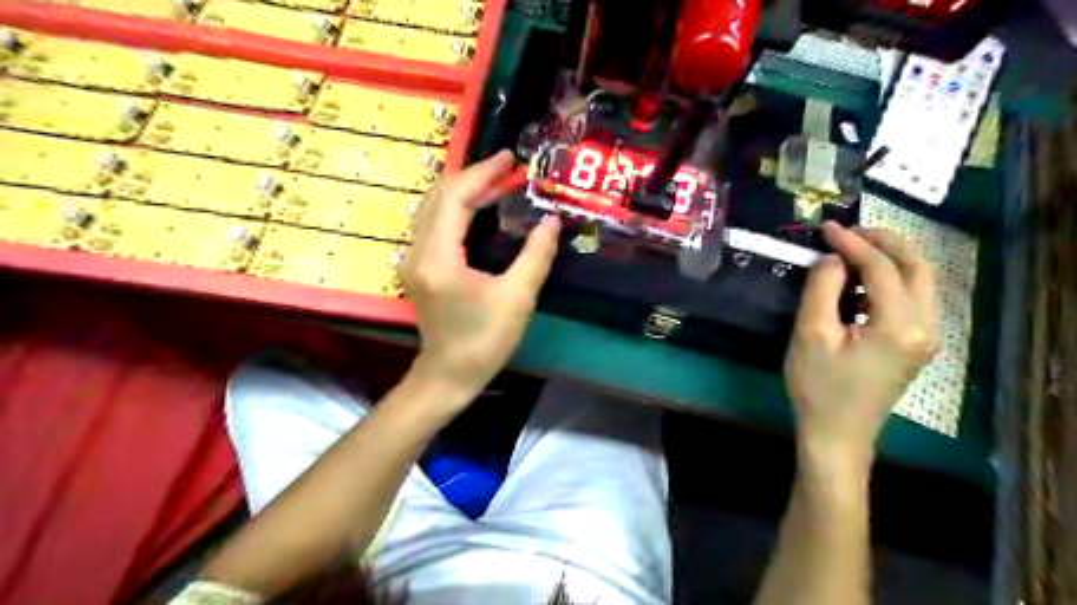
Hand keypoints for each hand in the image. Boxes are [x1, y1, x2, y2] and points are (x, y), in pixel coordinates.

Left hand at [399, 149, 558, 397]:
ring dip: (463, 190)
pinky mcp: (418, 266)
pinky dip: (456, 207)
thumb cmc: (484, 341)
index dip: (483, 174)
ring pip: (433, 207)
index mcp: (439, 258)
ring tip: (497, 181)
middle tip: (506, 168)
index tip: (509, 159)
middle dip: (473, 176)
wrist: (449, 375)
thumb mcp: (517, 298)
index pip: (455, 198)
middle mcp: (417, 252)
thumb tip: (552, 220)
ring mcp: (413, 259)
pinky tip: (479, 207)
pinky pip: (434, 223)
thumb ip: (536, 255)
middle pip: (439, 196)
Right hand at [785, 223, 944, 462]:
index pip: (882, 267)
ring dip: (889, 258)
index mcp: (900, 325)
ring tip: (852, 251)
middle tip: (848, 232)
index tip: (827, 228)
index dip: (853, 242)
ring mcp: (927, 337)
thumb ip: (823, 288)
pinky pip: (913, 298)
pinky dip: (890, 279)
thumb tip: (833, 258)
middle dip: (884, 241)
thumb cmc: (818, 387)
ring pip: (920, 280)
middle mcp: (926, 326)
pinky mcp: (917, 344)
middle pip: (917, 266)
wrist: (837, 433)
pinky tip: (860, 282)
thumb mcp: (811, 334)